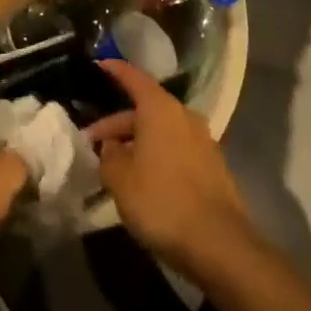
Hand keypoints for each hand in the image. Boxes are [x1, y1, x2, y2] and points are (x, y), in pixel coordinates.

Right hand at [87, 60, 254, 277]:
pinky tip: (142, 179)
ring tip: (114, 164)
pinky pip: (175, 150)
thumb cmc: (161, 201)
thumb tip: (111, 147)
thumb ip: (108, 156)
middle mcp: (185, 117)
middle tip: (92, 142)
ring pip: (161, 131)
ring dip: (137, 142)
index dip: (115, 71)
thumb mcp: (120, 179)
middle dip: (118, 124)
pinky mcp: (212, 167)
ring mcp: (203, 142)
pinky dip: (156, 156)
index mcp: (161, 109)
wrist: (218, 244)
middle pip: (146, 109)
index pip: (134, 78)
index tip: (98, 66)